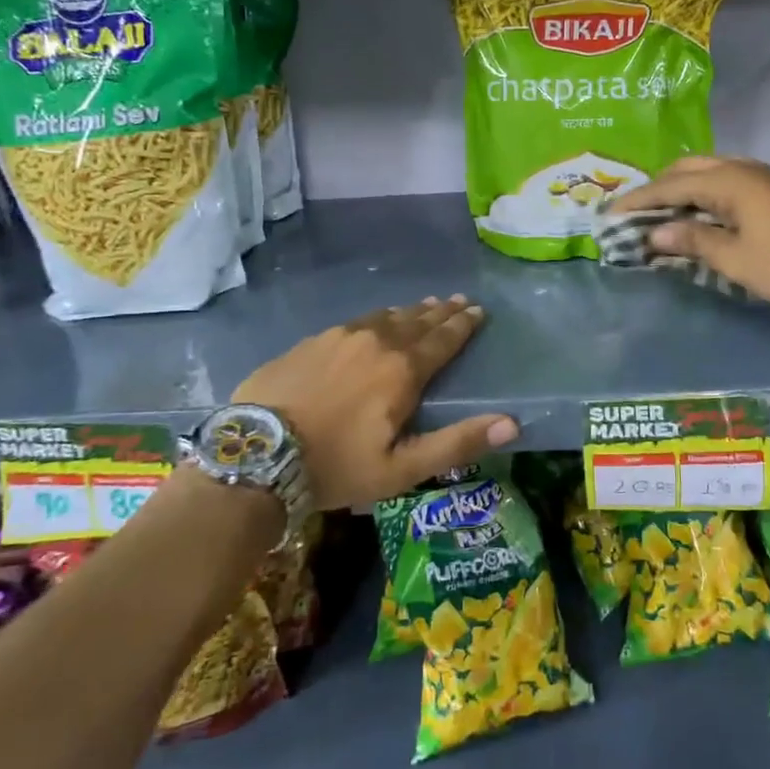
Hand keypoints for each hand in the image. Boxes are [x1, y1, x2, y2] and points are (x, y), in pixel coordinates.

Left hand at [232, 296, 517, 509]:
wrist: (256, 454)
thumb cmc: (336, 466)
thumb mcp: (402, 468)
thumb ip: (457, 443)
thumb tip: (513, 424)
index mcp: (402, 370)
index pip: (443, 339)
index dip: (464, 325)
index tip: (479, 311)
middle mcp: (376, 342)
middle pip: (417, 321)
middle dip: (442, 311)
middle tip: (459, 300)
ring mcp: (340, 336)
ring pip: (386, 317)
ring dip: (411, 311)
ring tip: (426, 305)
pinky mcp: (312, 341)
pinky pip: (356, 321)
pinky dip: (377, 318)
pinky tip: (376, 320)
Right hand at [621, 156, 769, 305]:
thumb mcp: (734, 258)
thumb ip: (692, 240)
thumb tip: (656, 233)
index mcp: (725, 181)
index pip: (668, 186)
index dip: (637, 201)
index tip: (610, 215)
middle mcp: (740, 168)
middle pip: (687, 167)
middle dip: (658, 186)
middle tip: (637, 210)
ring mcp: (761, 174)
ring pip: (709, 169)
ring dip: (682, 186)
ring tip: (665, 209)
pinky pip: (727, 178)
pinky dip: (704, 189)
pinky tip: (703, 209)